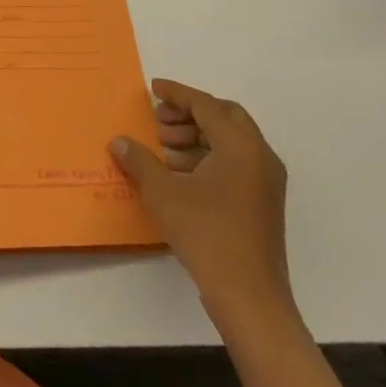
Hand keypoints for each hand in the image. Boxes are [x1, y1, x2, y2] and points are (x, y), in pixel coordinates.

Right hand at [110, 79, 294, 334]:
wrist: (250, 298)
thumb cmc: (207, 235)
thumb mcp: (163, 193)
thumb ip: (139, 161)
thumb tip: (119, 141)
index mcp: (240, 146)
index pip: (205, 105)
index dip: (177, 94)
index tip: (153, 88)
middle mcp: (259, 156)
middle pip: (224, 117)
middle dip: (190, 114)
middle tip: (160, 121)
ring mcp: (266, 182)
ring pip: (231, 141)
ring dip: (198, 136)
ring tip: (164, 150)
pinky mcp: (264, 204)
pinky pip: (236, 163)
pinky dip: (209, 157)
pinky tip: (181, 175)